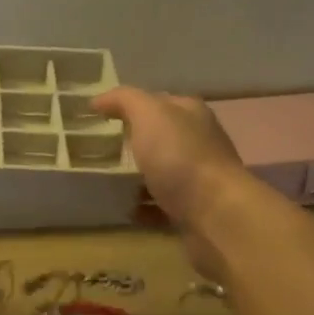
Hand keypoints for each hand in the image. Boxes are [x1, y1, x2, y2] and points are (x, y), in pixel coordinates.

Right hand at [92, 88, 247, 228]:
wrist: (215, 213)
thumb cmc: (180, 157)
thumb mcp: (149, 114)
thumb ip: (124, 100)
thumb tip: (98, 101)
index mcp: (191, 115)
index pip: (157, 102)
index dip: (129, 106)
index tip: (98, 117)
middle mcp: (198, 142)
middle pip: (159, 138)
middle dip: (131, 143)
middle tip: (98, 150)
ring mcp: (198, 177)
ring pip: (160, 172)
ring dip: (136, 178)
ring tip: (107, 182)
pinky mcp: (193, 209)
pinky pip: (161, 206)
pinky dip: (143, 208)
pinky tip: (126, 210)